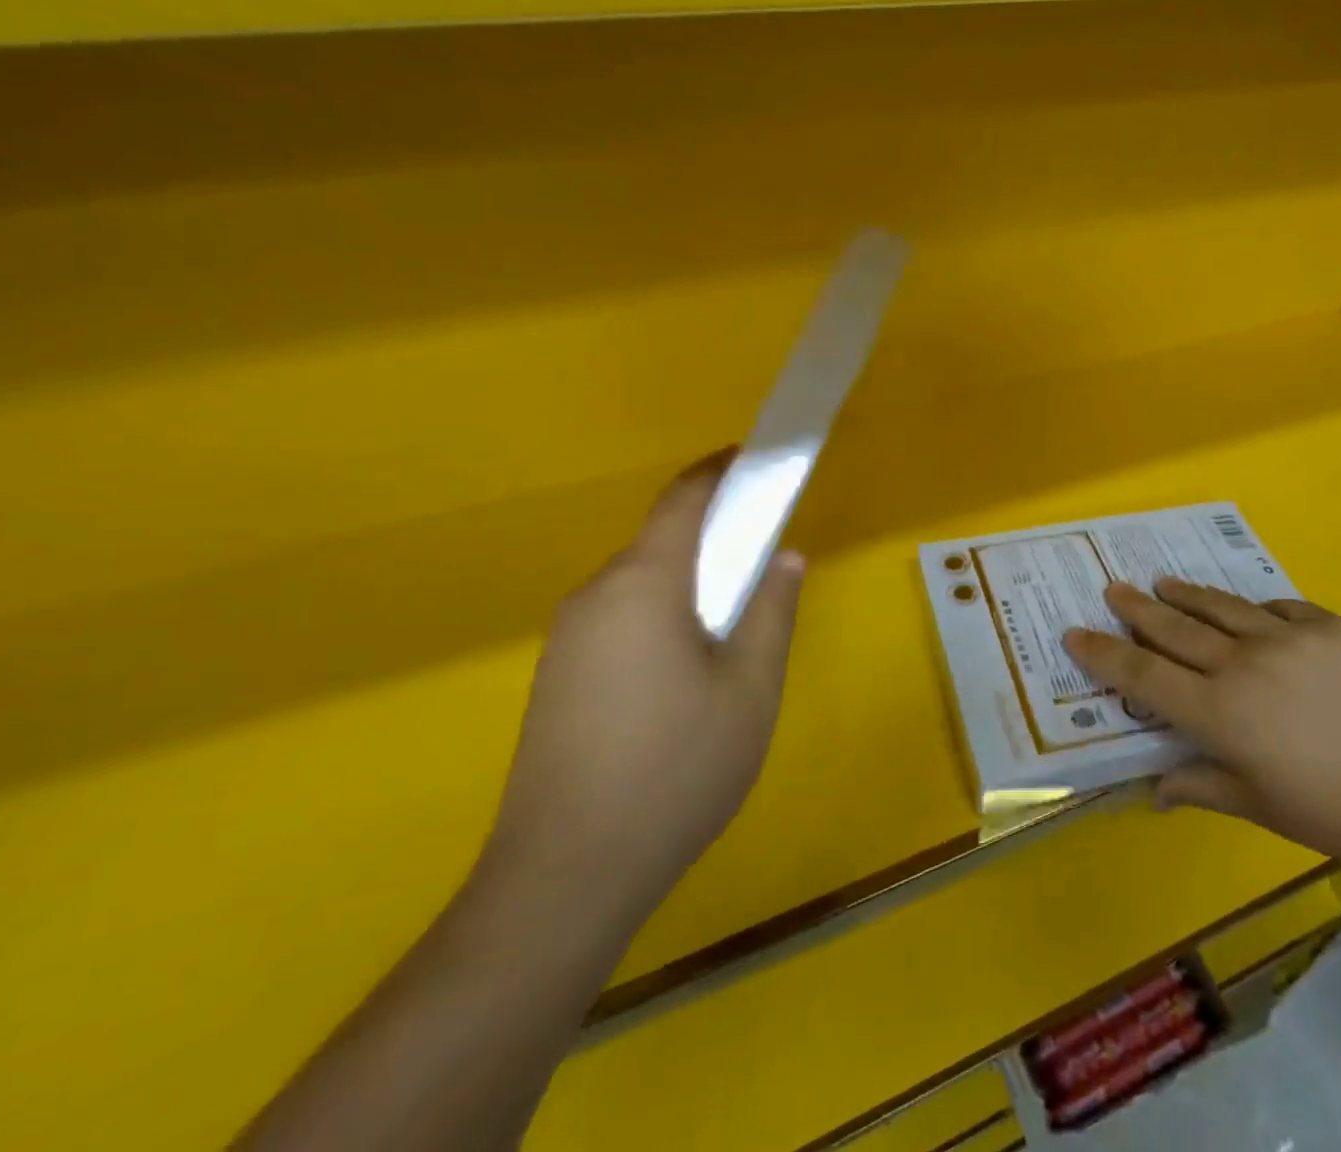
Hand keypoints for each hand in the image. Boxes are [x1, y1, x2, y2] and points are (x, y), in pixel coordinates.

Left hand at [485, 450, 804, 892]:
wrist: (563, 878)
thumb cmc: (675, 768)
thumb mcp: (750, 688)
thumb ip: (771, 611)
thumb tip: (784, 557)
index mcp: (645, 583)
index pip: (682, 499)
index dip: (719, 471)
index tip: (754, 462)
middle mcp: (595, 595)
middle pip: (660, 541)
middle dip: (712, 537)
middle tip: (760, 566)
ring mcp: (567, 639)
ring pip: (639, 584)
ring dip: (686, 583)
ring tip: (729, 631)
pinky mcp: (556, 678)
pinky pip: (617, 620)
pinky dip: (658, 616)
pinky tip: (681, 676)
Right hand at [1062, 579, 1340, 883]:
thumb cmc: (1336, 815)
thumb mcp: (1259, 807)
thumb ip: (1200, 787)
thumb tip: (1154, 792)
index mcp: (1219, 713)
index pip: (1143, 675)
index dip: (1104, 653)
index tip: (1075, 633)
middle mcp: (1242, 665)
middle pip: (1174, 629)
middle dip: (1135, 608)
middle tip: (1112, 589)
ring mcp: (1287, 638)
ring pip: (1220, 607)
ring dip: (1185, 595)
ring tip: (1161, 582)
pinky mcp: (1329, 627)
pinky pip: (1278, 607)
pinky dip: (1254, 608)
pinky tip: (1248, 610)